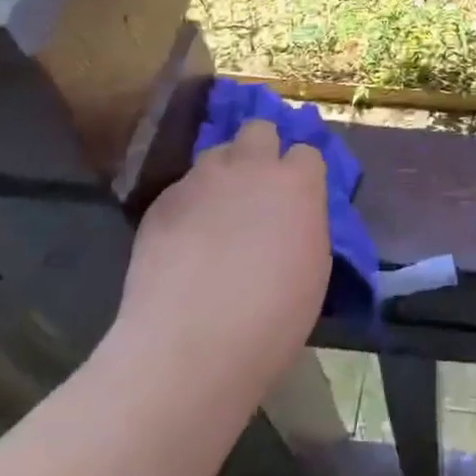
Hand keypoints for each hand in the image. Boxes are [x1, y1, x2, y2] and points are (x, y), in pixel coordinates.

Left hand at [104, 120, 330, 397]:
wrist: (191, 346)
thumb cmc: (273, 318)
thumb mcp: (313, 266)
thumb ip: (305, 223)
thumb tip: (293, 216)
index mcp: (297, 183)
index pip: (307, 151)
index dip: (302, 173)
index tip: (299, 197)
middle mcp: (251, 167)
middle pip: (259, 129)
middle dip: (261, 149)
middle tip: (258, 188)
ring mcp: (202, 179)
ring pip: (216, 154)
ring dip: (223, 173)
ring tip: (218, 211)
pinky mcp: (162, 200)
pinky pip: (183, 187)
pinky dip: (190, 203)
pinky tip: (185, 239)